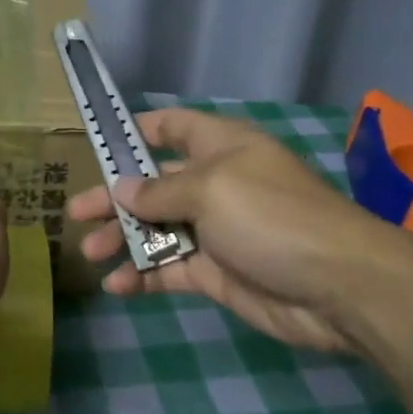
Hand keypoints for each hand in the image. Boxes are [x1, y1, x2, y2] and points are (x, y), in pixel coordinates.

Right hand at [67, 109, 412, 355]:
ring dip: (122, 238)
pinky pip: (169, 269)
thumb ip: (159, 191)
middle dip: (114, 197)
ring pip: (156, 229)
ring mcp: (215, 231)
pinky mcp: (216, 273)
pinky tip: (116, 285)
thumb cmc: (271, 216)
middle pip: (153, 184)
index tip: (98, 142)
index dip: (137, 131)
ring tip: (89, 252)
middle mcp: (215, 184)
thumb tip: (122, 189)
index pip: (173, 127)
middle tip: (74, 214)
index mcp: (220, 148)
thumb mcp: (210, 190)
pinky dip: (142, 275)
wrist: (338, 286)